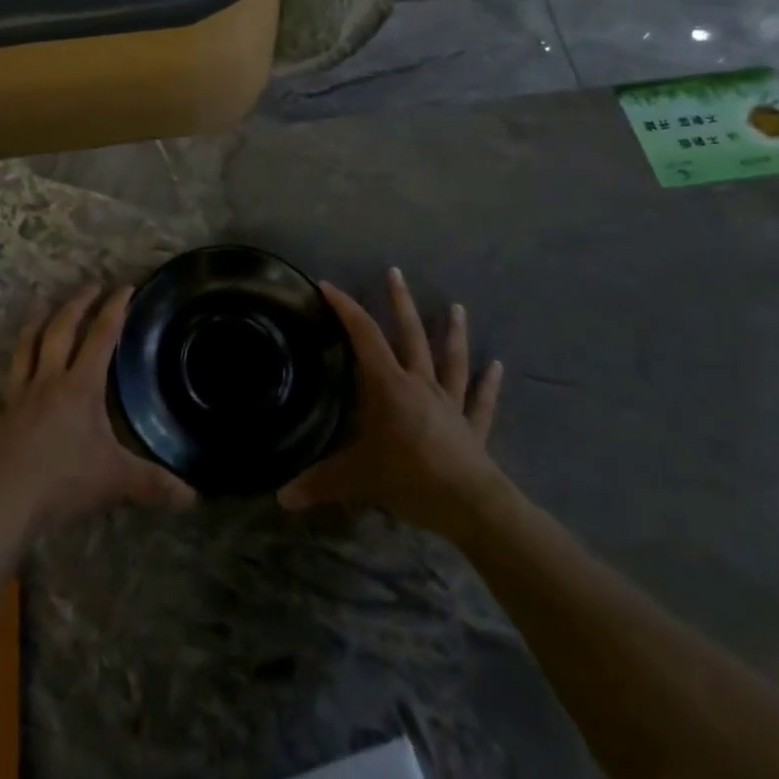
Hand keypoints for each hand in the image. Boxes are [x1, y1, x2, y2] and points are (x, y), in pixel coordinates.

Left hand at [0, 284, 194, 550]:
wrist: (7, 504)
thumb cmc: (65, 483)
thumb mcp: (118, 480)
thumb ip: (156, 483)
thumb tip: (195, 496)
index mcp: (80, 387)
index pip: (101, 337)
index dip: (114, 310)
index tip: (125, 287)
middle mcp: (48, 381)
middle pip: (61, 331)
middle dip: (76, 305)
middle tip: (90, 285)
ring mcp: (17, 397)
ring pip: (24, 348)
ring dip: (33, 322)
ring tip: (41, 301)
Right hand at [278, 267, 504, 538]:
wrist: (472, 506)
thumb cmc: (411, 479)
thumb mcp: (358, 479)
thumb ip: (320, 483)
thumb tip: (281, 497)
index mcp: (390, 386)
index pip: (363, 336)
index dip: (345, 309)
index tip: (328, 286)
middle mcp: (420, 384)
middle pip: (411, 335)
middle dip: (400, 303)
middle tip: (396, 272)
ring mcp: (450, 403)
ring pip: (451, 359)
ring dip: (454, 333)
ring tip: (458, 307)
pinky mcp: (473, 427)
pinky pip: (480, 401)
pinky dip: (488, 384)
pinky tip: (498, 366)